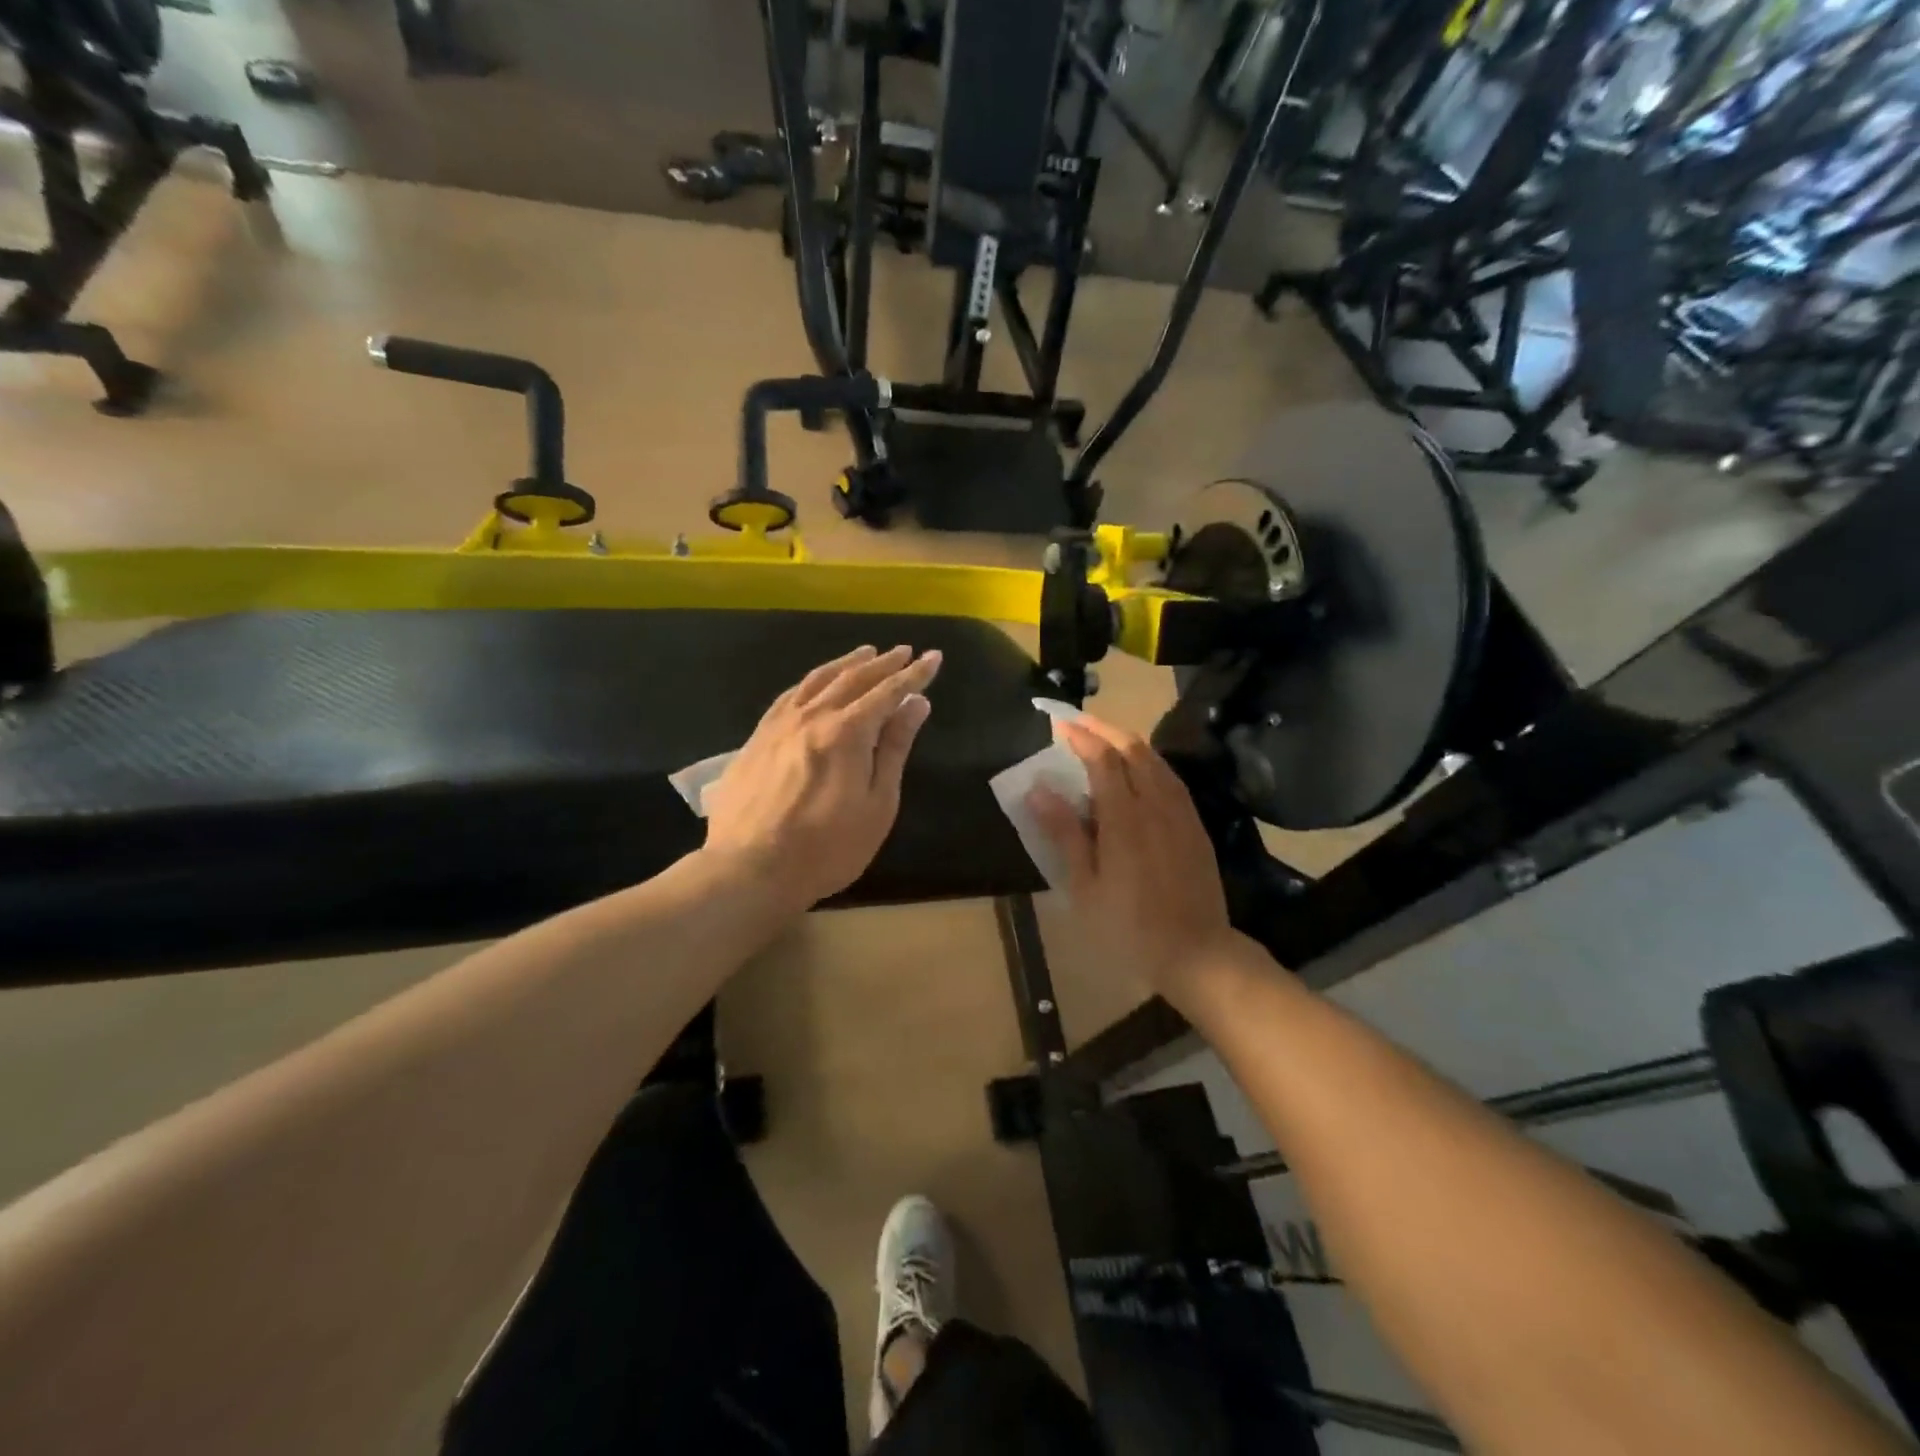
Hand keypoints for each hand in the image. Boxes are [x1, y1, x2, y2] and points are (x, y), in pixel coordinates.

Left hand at [702, 644, 940, 914]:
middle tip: (904, 651)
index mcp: (846, 732)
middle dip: (883, 663)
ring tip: (865, 652)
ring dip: (846, 664)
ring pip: (817, 680)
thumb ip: (893, 749)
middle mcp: (812, 717)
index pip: (888, 692)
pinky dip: (810, 681)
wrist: (750, 869)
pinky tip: (816, 682)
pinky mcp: (756, 739)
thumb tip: (915, 705)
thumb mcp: (876, 804)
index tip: (933, 658)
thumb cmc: (827, 847)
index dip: (913, 675)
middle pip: (852, 679)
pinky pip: (789, 696)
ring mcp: (779, 725)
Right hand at [1027, 716, 1246, 1007]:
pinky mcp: (1195, 826)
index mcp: (1125, 818)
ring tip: (1104, 740)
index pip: (1103, 759)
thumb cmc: (1128, 927)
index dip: (1081, 737)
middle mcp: (1156, 804)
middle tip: (1078, 723)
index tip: (1059, 725)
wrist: (1196, 952)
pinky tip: (1138, 772)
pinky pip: (1170, 778)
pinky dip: (1148, 762)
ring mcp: (1181, 813)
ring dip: (1128, 742)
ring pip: (1156, 760)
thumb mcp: (1085, 886)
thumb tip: (1038, 789)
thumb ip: (1064, 833)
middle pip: (1133, 748)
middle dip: (1104, 728)